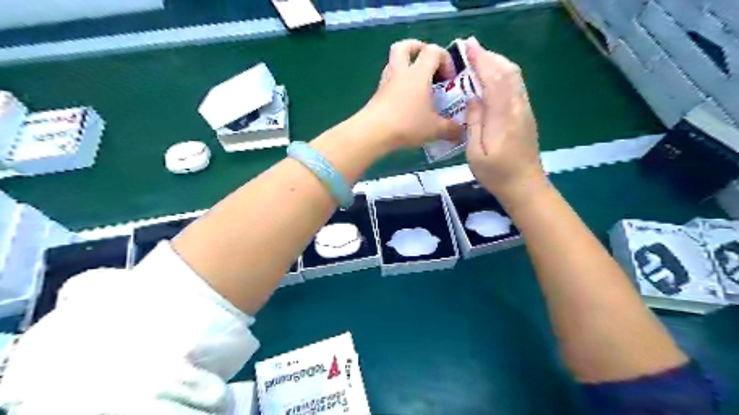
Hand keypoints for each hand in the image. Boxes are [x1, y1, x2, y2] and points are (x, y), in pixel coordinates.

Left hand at [360, 39, 459, 150]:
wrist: (373, 132)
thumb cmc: (407, 124)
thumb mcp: (434, 129)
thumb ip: (450, 129)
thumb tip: (461, 131)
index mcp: (418, 73)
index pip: (433, 51)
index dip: (445, 59)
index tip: (449, 78)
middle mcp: (400, 72)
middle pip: (404, 46)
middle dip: (417, 49)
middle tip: (427, 63)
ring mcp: (385, 82)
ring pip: (393, 63)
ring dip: (405, 67)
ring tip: (416, 84)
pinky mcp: (377, 95)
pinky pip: (388, 81)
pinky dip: (397, 84)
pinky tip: (404, 101)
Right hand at [463, 36, 544, 199]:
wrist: (525, 186)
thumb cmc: (496, 174)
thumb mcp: (475, 154)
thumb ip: (474, 124)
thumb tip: (473, 99)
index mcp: (503, 118)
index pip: (494, 80)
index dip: (482, 61)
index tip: (468, 48)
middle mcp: (518, 108)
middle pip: (508, 72)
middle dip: (490, 57)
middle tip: (471, 49)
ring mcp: (525, 111)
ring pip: (514, 77)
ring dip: (498, 63)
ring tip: (480, 59)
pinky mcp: (526, 115)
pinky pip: (516, 86)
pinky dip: (504, 74)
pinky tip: (493, 77)